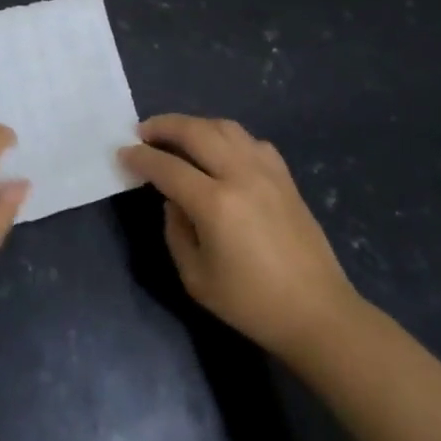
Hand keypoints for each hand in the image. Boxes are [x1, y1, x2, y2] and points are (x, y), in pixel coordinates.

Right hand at [121, 114, 357, 351]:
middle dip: (163, 126)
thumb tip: (173, 200)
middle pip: (195, 131)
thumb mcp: (196, 278)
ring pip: (224, 127)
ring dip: (194, 125)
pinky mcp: (285, 177)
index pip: (167, 166)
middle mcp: (240, 176)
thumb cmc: (251, 304)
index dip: (140, 157)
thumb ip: (175, 230)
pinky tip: (219, 151)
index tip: (123, 153)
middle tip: (143, 132)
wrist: (318, 314)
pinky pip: (250, 141)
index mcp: (215, 204)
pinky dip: (227, 137)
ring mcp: (267, 172)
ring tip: (178, 135)